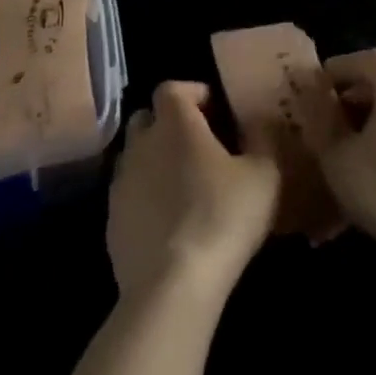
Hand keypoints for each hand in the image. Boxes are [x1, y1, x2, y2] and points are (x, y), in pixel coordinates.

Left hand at [107, 81, 280, 304]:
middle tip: (200, 146)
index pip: (172, 88)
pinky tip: (170, 223)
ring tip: (186, 186)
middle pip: (148, 118)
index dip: (193, 93)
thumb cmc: (222, 217)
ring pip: (136, 157)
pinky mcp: (112, 220)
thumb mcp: (263, 175)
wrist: (171, 286)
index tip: (215, 110)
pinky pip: (130, 195)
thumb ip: (263, 138)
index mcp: (174, 122)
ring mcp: (121, 182)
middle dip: (170, 124)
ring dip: (157, 162)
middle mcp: (140, 143)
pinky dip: (147, 198)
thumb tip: (259, 119)